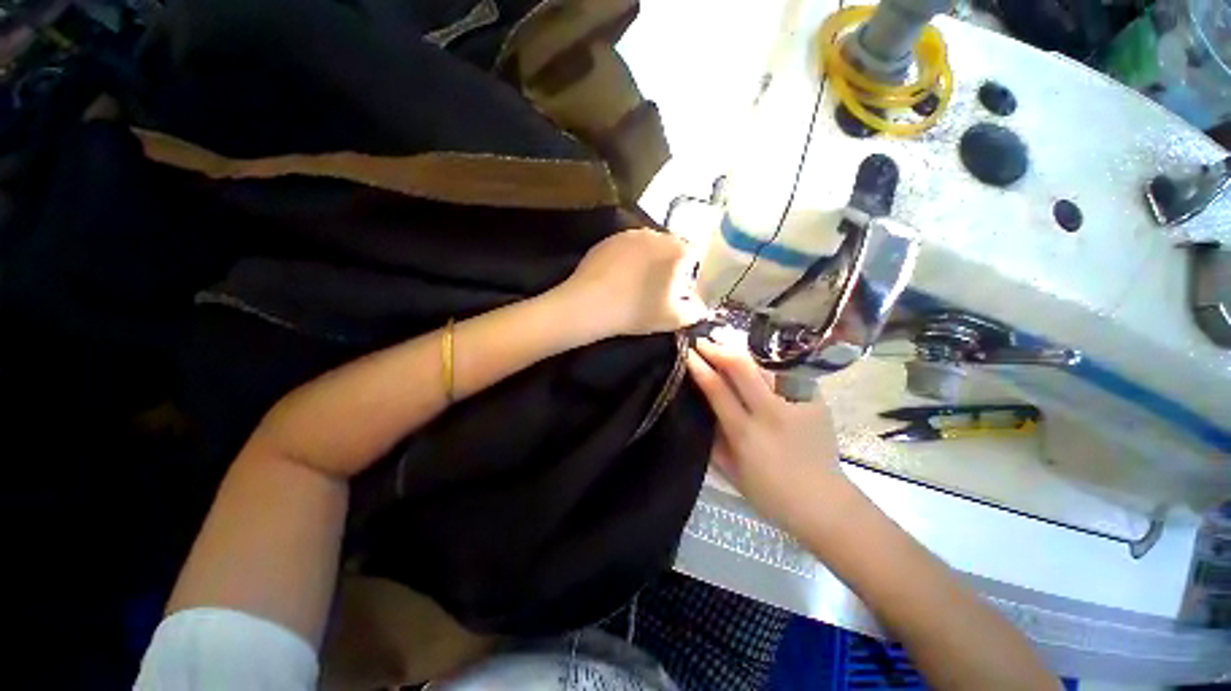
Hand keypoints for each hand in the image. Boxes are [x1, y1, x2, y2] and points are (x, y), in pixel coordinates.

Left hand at [556, 228, 708, 340]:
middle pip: (671, 248)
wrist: (588, 305)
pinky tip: (618, 279)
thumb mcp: (673, 319)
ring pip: (648, 246)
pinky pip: (627, 248)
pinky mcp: (608, 240)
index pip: (696, 256)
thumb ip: (695, 312)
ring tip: (637, 285)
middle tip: (660, 290)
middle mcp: (655, 233)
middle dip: (670, 267)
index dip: (692, 275)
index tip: (681, 292)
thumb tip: (700, 307)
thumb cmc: (636, 311)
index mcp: (676, 249)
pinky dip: (628, 260)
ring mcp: (629, 234)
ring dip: (649, 262)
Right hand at [686, 338, 847, 528]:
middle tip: (703, 340)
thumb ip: (712, 437)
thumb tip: (699, 406)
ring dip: (741, 350)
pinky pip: (786, 372)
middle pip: (741, 366)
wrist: (824, 503)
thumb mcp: (730, 470)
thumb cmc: (769, 493)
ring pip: (764, 363)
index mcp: (745, 432)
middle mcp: (771, 412)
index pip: (716, 388)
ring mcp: (797, 403)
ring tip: (725, 342)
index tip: (687, 351)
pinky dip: (766, 362)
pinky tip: (756, 358)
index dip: (699, 366)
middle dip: (718, 348)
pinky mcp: (816, 400)